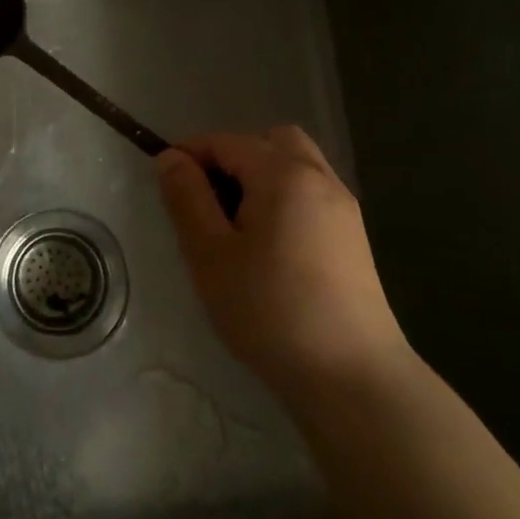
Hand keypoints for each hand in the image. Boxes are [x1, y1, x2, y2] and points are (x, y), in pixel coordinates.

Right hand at [157, 127, 409, 397]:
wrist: (351, 376)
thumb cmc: (269, 310)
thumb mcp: (210, 254)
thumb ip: (187, 198)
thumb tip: (170, 158)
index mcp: (283, 174)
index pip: (227, 142)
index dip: (191, 153)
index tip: (165, 181)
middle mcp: (319, 178)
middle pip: (271, 141)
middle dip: (233, 156)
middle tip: (207, 198)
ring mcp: (343, 208)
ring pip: (295, 166)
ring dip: (261, 176)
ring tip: (235, 223)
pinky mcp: (354, 238)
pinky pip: (311, 194)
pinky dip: (284, 198)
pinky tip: (268, 245)